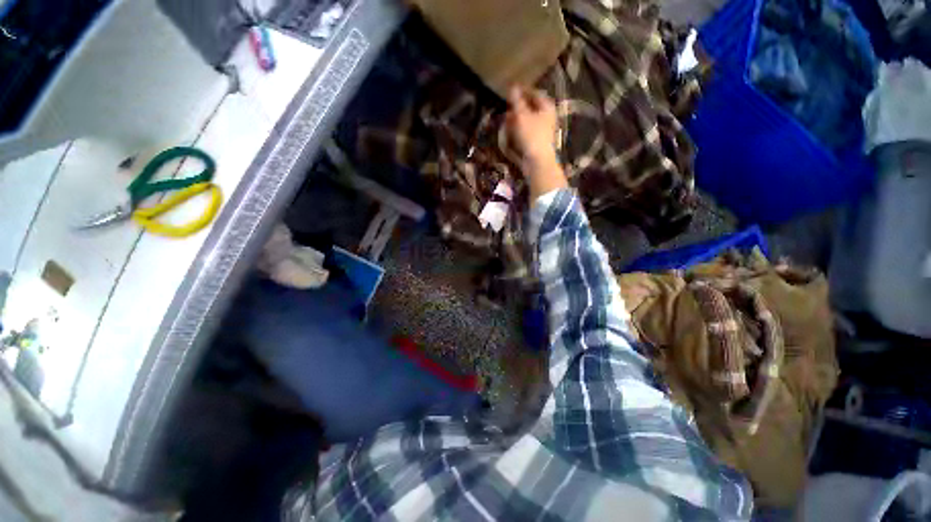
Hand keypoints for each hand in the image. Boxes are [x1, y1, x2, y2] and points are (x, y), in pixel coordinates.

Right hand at [506, 87, 566, 200]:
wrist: (538, 162)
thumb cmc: (531, 136)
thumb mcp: (521, 116)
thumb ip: (516, 101)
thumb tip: (512, 88)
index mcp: (546, 107)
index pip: (534, 93)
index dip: (522, 91)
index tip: (510, 90)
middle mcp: (547, 117)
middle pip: (531, 107)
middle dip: (518, 106)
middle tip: (507, 105)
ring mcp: (543, 130)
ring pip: (528, 120)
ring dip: (517, 118)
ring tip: (506, 119)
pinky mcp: (537, 142)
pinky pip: (527, 131)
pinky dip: (519, 129)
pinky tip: (510, 132)